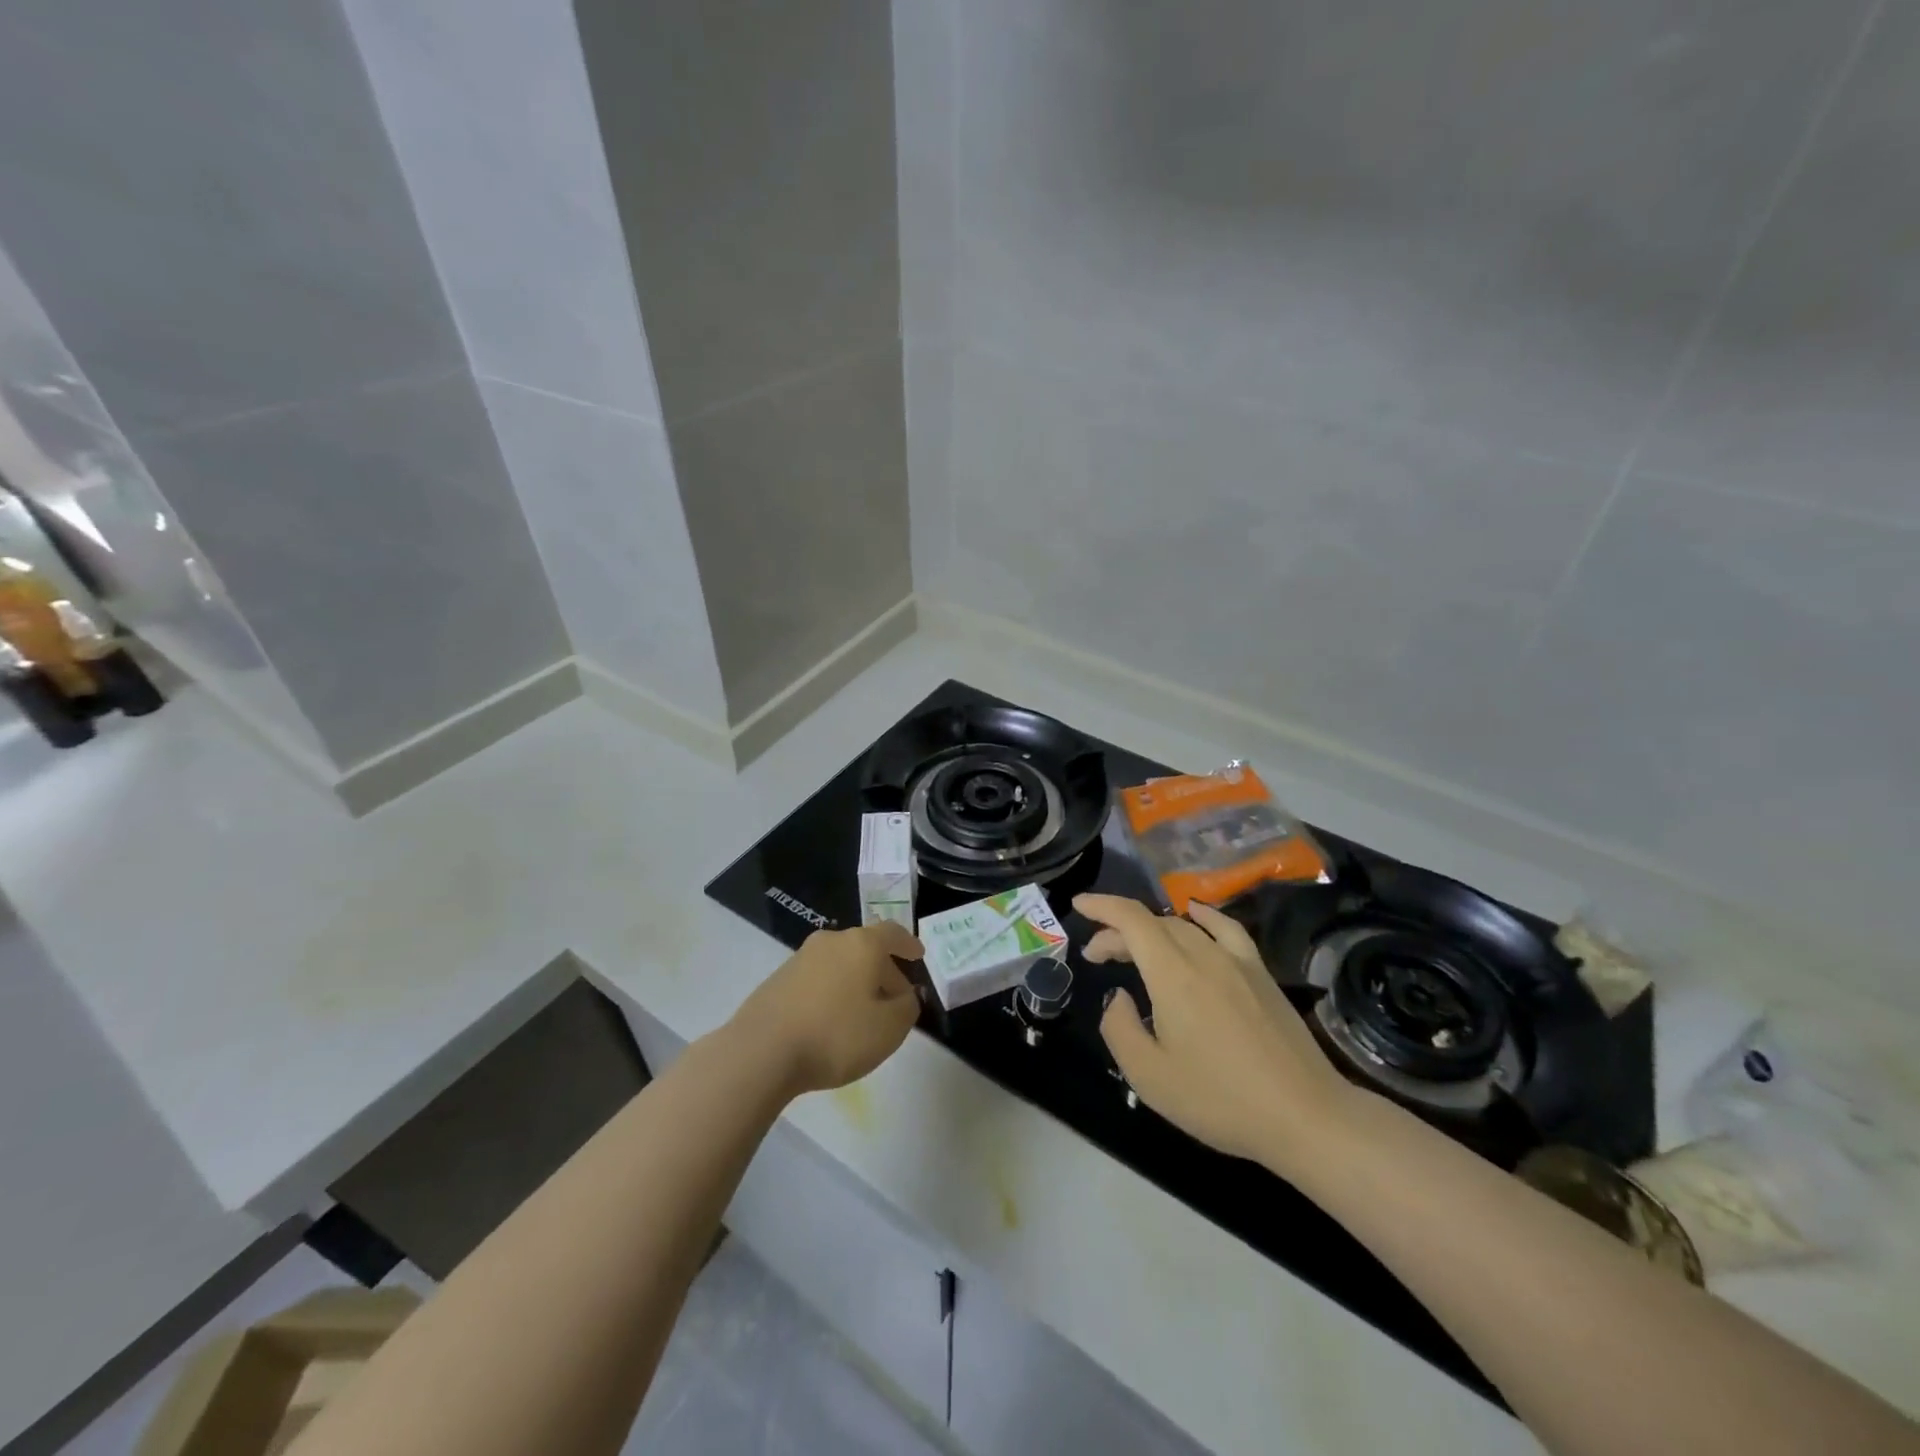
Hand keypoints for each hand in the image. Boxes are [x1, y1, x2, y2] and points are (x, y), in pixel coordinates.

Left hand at [729, 922, 923, 1096]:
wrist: (761, 1051)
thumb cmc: (836, 1035)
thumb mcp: (889, 1029)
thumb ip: (907, 1007)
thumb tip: (905, 995)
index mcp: (862, 944)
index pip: (893, 933)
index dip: (908, 944)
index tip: (918, 955)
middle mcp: (831, 941)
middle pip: (866, 948)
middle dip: (883, 970)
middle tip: (895, 997)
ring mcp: (801, 958)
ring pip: (840, 963)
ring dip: (856, 982)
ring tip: (863, 1014)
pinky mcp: (778, 979)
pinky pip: (818, 979)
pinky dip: (832, 992)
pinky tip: (831, 1021)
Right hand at [1080, 894, 1355, 1172]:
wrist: (1304, 1116)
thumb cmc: (1220, 1099)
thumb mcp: (1150, 1077)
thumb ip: (1120, 1029)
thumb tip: (1119, 997)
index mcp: (1172, 974)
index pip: (1130, 919)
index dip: (1101, 906)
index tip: (1079, 906)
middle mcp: (1203, 954)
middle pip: (1153, 923)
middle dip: (1118, 930)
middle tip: (1098, 954)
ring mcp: (1237, 961)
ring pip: (1184, 926)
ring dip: (1152, 930)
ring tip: (1136, 949)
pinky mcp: (1260, 973)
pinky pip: (1225, 929)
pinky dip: (1202, 917)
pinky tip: (1196, 917)